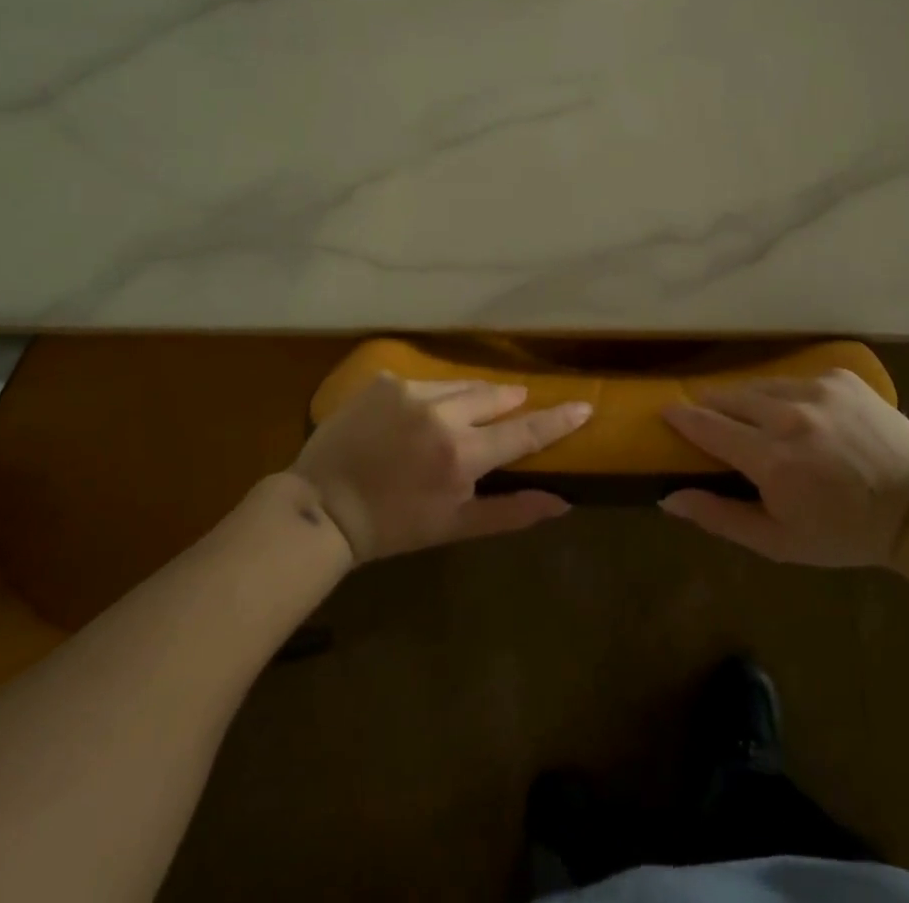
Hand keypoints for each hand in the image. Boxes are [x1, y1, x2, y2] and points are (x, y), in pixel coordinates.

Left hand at [290, 375, 590, 562]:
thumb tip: (562, 502)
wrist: (322, 507)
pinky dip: (431, 397)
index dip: (558, 419)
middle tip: (514, 407)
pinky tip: (416, 417)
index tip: (586, 404)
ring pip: (461, 385)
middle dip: (509, 403)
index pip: (524, 432)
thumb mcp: (454, 526)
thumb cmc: (394, 526)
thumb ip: (511, 512)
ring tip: (465, 414)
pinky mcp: (386, 381)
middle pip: (495, 397)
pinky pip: (425, 383)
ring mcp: (411, 392)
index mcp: (462, 455)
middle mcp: (442, 414)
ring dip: (471, 398)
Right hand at [659, 369, 908, 566]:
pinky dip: (789, 395)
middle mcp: (789, 416)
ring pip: (763, 386)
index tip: (665, 410)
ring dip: (750, 399)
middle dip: (714, 405)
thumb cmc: (843, 533)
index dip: (682, 417)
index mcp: (771, 459)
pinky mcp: (840, 377)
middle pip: (731, 397)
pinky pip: (797, 380)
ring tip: (752, 415)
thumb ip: (720, 517)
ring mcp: (817, 390)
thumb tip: (669, 498)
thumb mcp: (778, 542)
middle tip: (709, 416)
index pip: (708, 426)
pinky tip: (801, 415)